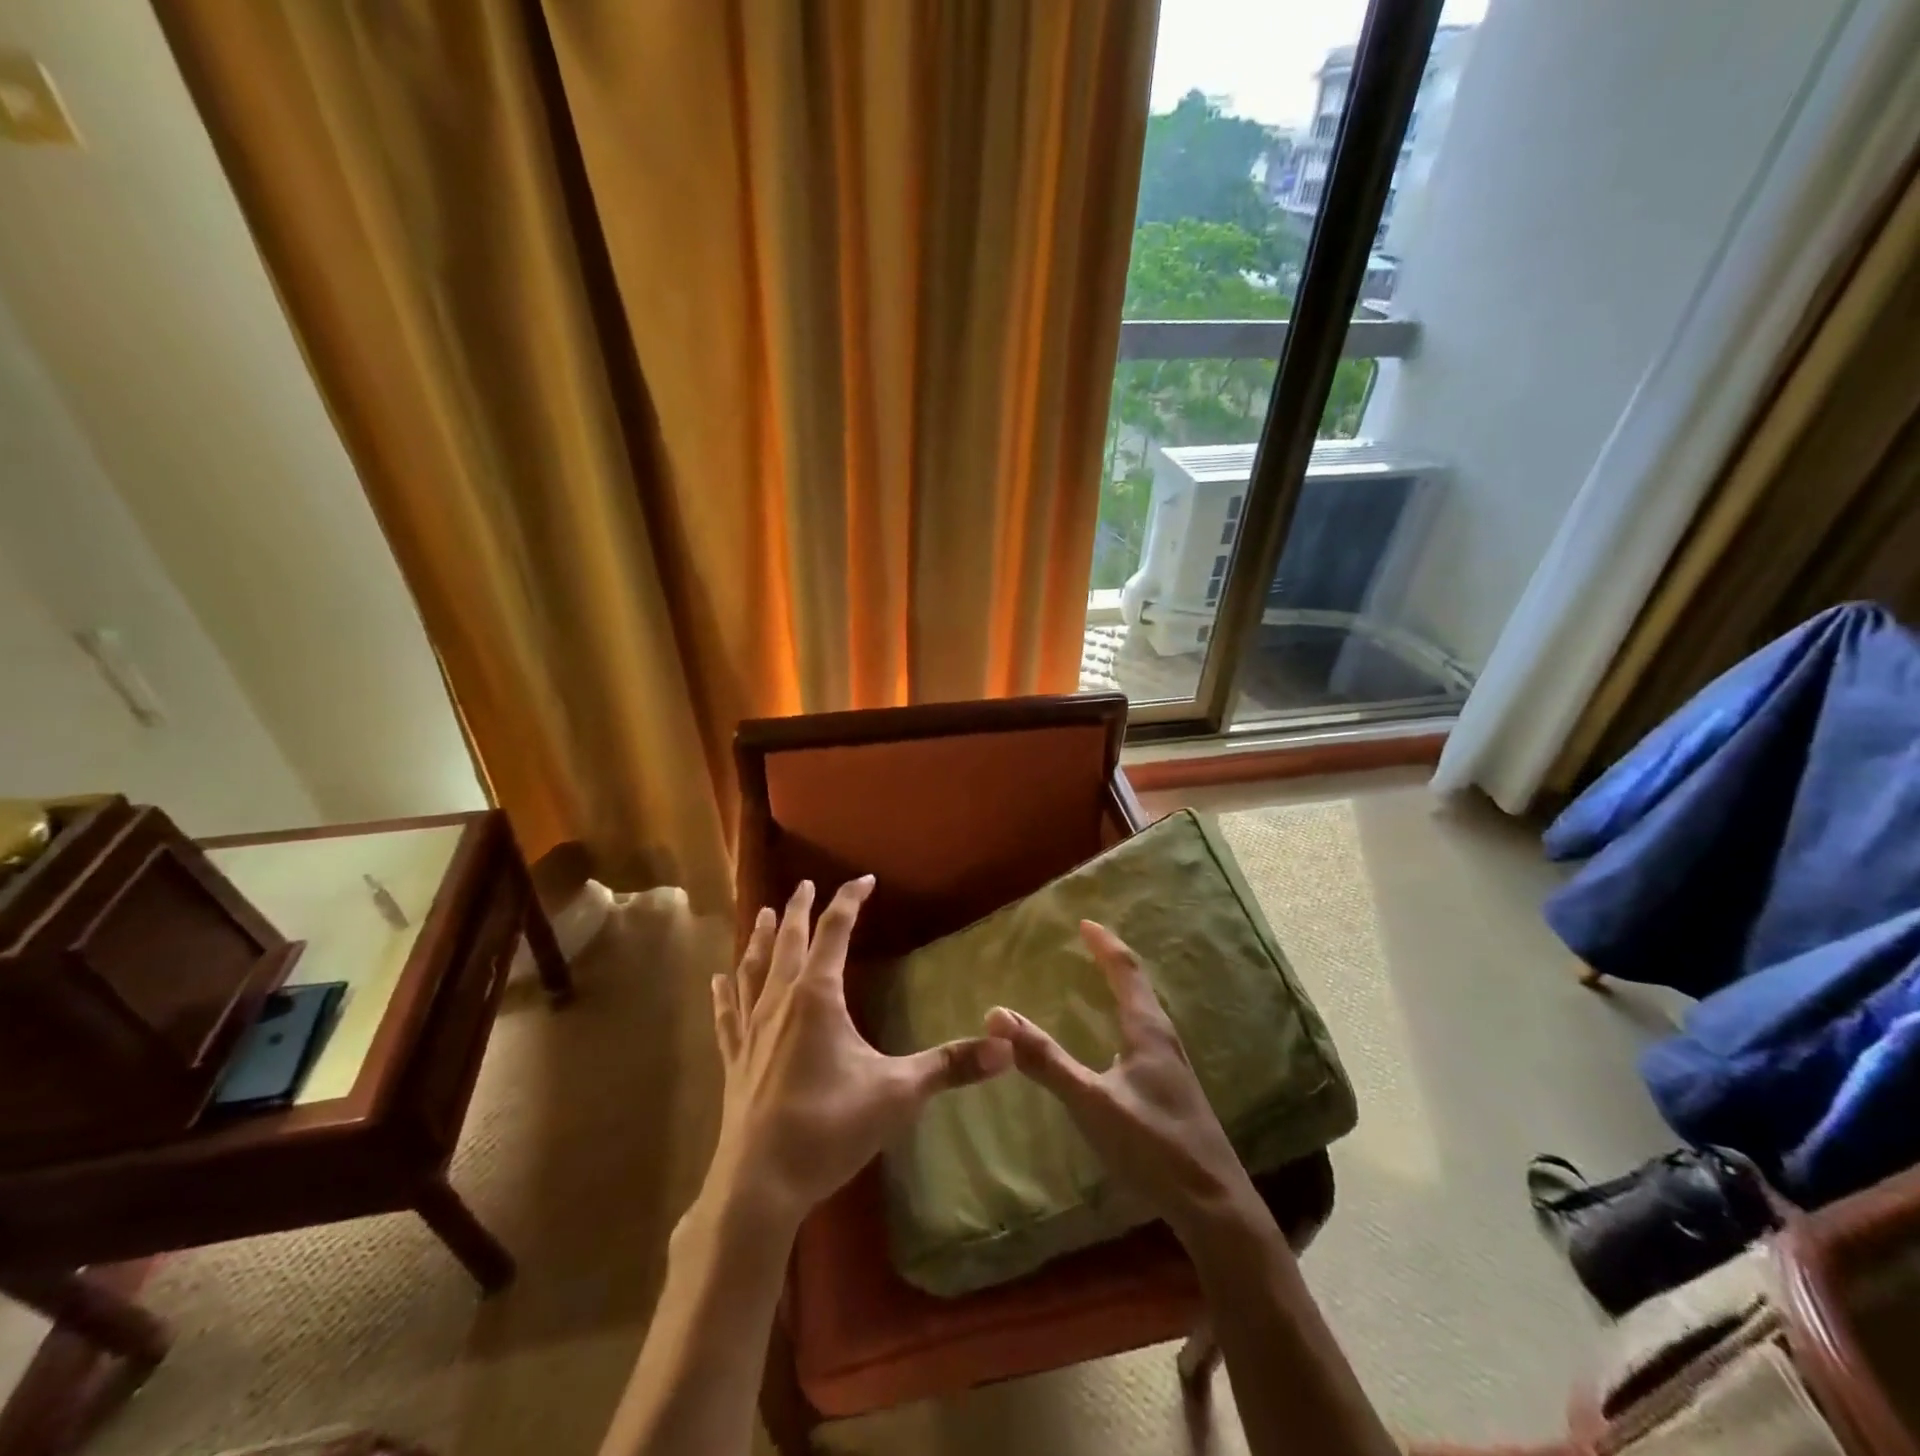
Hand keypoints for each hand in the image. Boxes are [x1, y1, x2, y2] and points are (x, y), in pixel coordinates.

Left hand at [705, 876, 1013, 1233]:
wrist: (759, 1185)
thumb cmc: (830, 1128)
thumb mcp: (899, 1093)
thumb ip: (951, 1066)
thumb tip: (1007, 1048)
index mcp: (817, 996)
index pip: (835, 931)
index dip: (850, 901)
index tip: (864, 880)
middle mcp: (780, 1001)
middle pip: (789, 941)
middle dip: (799, 909)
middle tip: (804, 884)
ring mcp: (751, 1030)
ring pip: (753, 969)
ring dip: (761, 939)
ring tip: (765, 915)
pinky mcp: (734, 1060)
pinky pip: (727, 1014)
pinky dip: (725, 993)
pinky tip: (719, 980)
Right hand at [985, 920, 1257, 1242]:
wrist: (1215, 1207)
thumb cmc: (1152, 1145)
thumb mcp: (1091, 1102)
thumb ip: (1045, 1061)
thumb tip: (997, 1015)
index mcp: (1148, 1031)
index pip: (1126, 971)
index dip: (1105, 945)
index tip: (1085, 922)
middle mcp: (1163, 1040)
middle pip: (1138, 988)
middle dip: (1112, 963)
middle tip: (1087, 947)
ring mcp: (1172, 1069)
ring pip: (1144, 1015)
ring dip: (1121, 993)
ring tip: (1098, 987)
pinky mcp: (1172, 1093)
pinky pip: (1144, 1040)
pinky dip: (1124, 1022)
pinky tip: (1114, 1048)